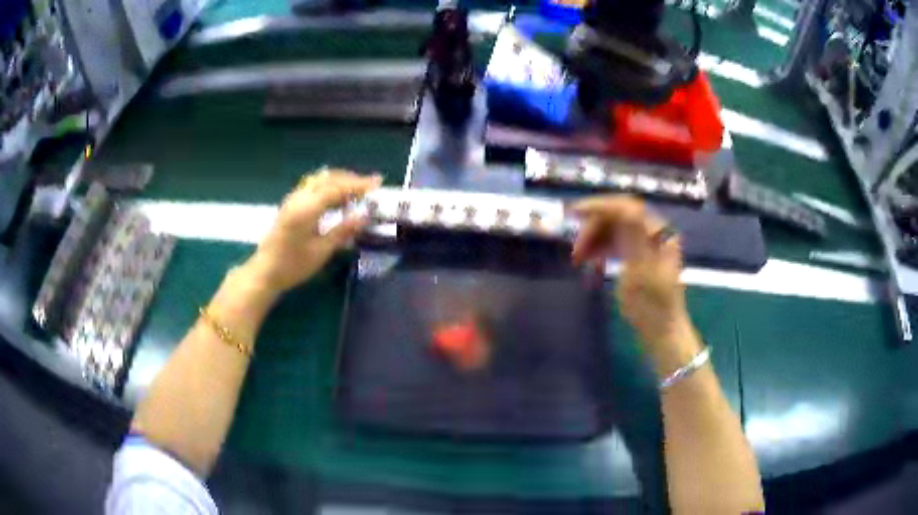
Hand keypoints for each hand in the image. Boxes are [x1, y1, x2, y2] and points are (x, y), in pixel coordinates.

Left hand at [246, 168, 381, 295]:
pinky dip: (328, 186)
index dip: (358, 184)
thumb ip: (343, 231)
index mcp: (307, 208)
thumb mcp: (321, 251)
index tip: (377, 182)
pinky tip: (336, 198)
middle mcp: (299, 198)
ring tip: (356, 191)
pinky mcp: (290, 204)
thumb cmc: (293, 265)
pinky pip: (313, 186)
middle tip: (370, 187)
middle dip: (350, 179)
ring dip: (339, 181)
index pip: (337, 188)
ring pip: (319, 180)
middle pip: (328, 178)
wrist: (265, 272)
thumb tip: (365, 217)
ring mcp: (293, 199)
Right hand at [571, 196, 701, 377]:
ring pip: (612, 231)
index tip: (574, 213)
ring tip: (578, 259)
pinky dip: (600, 250)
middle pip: (617, 218)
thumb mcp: (642, 272)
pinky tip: (590, 263)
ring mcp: (643, 245)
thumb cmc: (653, 306)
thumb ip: (634, 237)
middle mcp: (651, 233)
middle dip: (593, 228)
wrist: (661, 332)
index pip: (627, 207)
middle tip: (575, 250)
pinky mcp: (636, 257)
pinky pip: (614, 245)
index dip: (600, 206)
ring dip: (593, 240)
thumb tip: (623, 208)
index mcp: (657, 233)